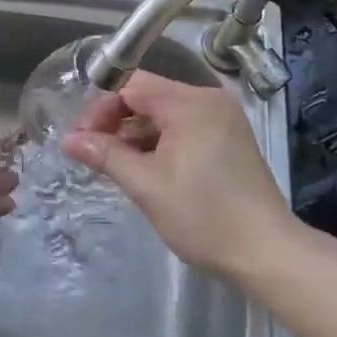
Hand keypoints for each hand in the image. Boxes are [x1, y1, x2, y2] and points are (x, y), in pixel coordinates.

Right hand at [61, 73, 300, 285]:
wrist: (267, 251)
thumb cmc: (203, 216)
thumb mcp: (146, 185)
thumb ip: (106, 155)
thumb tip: (70, 140)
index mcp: (190, 103)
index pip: (132, 85)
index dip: (101, 108)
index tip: (82, 139)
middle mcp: (209, 100)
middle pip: (150, 95)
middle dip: (117, 121)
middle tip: (93, 152)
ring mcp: (223, 118)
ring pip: (167, 113)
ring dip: (138, 133)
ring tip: (115, 164)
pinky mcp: (230, 138)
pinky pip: (186, 127)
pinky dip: (162, 141)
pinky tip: (146, 167)